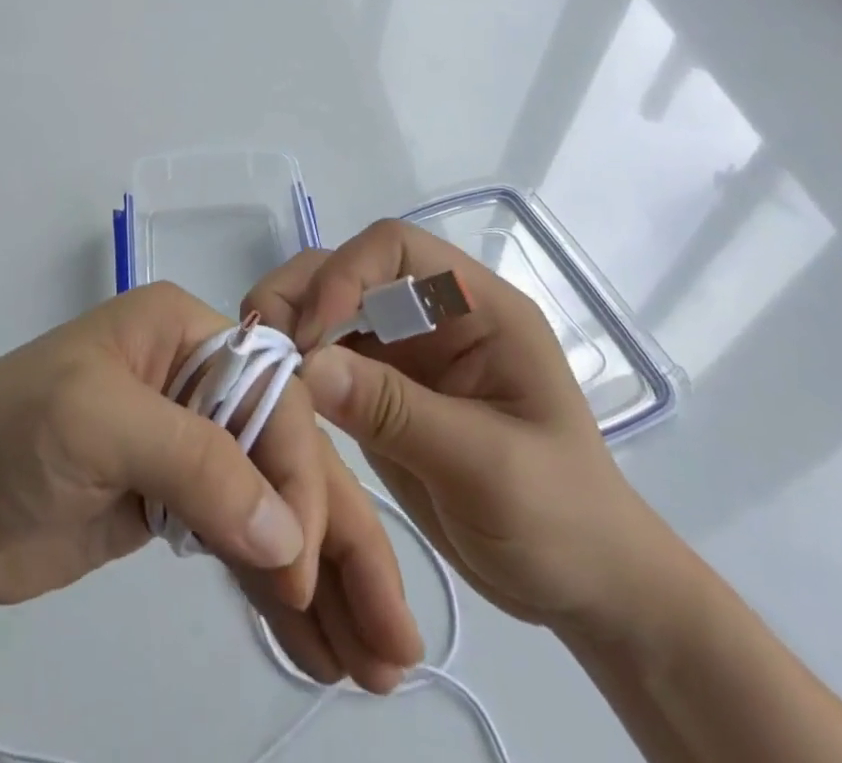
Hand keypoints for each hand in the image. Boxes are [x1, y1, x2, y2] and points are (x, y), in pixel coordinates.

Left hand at [0, 280, 423, 690]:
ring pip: (274, 506)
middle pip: (286, 454)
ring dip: (323, 579)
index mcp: (183, 332)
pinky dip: (280, 592)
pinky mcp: (174, 505)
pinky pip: (242, 543)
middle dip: (338, 540)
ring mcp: (188, 446)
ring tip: (375, 663)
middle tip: (394, 640)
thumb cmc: (8, 433)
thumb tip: (286, 534)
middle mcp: (197, 379)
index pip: (271, 393)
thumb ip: (194, 462)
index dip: (298, 472)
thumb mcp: (95, 423)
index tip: (299, 560)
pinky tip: (319, 645)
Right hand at [244, 221, 686, 635]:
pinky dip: (293, 369)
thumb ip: (396, 410)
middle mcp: (432, 314)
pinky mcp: (378, 388)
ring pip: (325, 308)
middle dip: (302, 296)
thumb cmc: (561, 522)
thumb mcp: (487, 468)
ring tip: (259, 369)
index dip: (347, 272)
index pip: (396, 248)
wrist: (581, 592)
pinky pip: (323, 359)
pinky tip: (274, 396)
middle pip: (348, 269)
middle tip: (264, 347)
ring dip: (288, 327)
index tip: (312, 332)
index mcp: (475, 307)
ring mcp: (403, 351)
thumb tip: (307, 364)